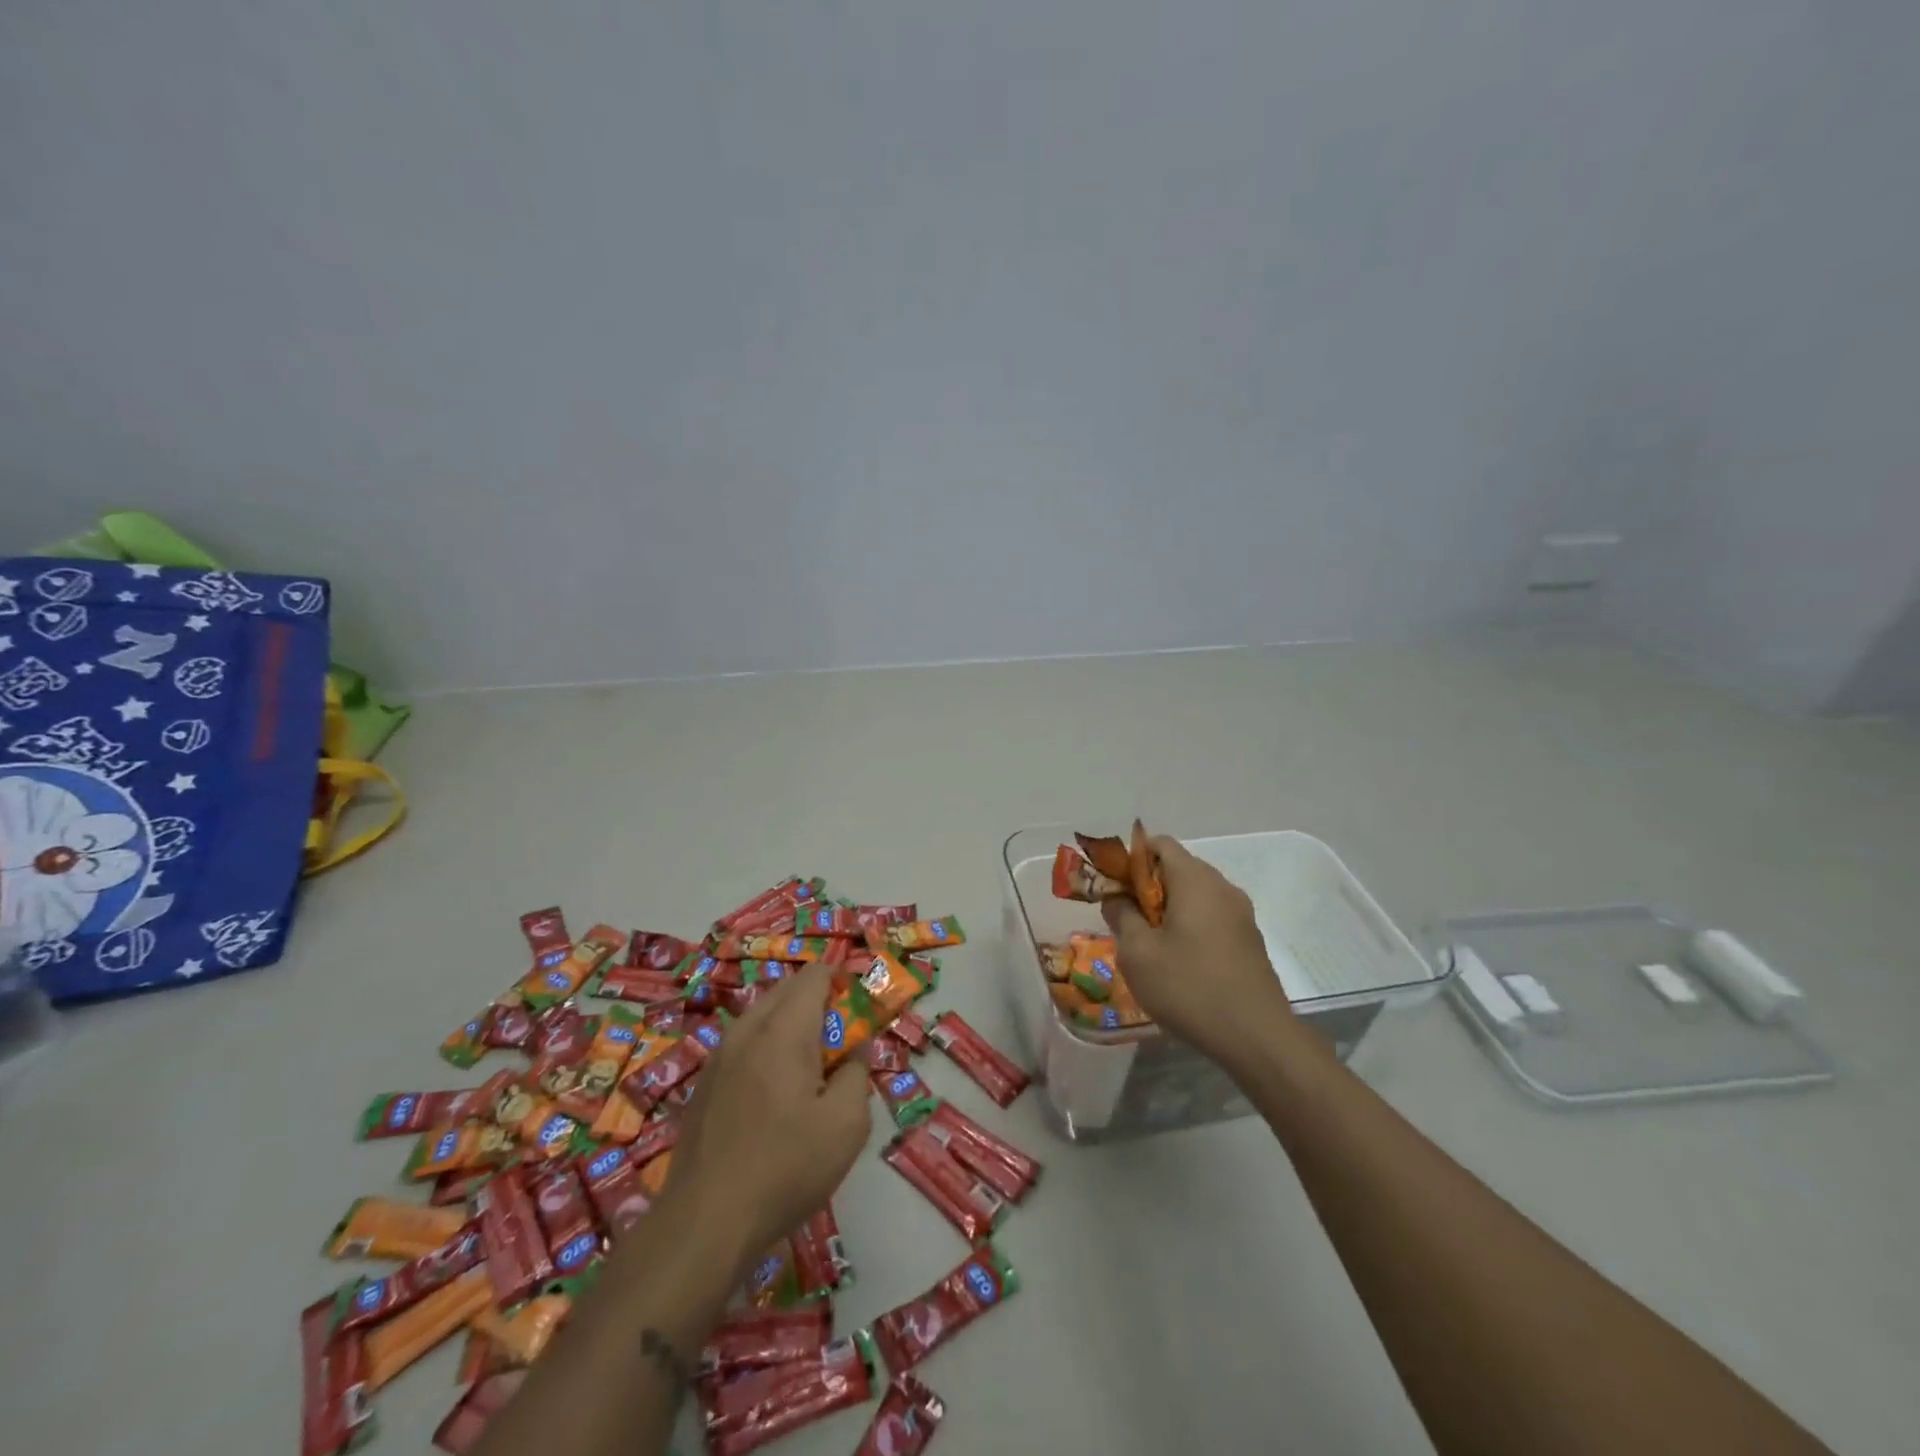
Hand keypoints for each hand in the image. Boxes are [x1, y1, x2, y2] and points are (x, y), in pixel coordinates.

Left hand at [661, 962, 871, 1277]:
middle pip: (787, 990)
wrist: (704, 1224)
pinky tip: (775, 1097)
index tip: (860, 1015)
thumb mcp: (847, 1125)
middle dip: (818, 1003)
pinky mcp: (704, 1084)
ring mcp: (719, 1056)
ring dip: (791, 1027)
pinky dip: (767, 1049)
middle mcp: (747, 1030)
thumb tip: (855, 1051)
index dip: (842, 983)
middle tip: (841, 1044)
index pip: (815, 976)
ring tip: (810, 1072)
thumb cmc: (785, 1169)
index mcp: (783, 1030)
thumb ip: (858, 1073)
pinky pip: (744, 1045)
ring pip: (763, 1017)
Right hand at [1100, 836, 1294, 1060]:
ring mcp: (1241, 914)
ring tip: (1147, 944)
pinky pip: (1210, 917)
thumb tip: (1116, 897)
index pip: (1159, 844)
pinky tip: (1177, 962)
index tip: (1113, 888)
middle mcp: (1222, 887)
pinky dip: (1188, 926)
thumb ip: (1121, 916)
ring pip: (1194, 895)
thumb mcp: (1138, 953)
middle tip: (1124, 918)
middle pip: (1177, 868)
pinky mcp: (1249, 940)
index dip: (1130, 858)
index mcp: (1195, 880)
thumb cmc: (1189, 987)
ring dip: (1166, 909)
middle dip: (1146, 887)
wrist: (1258, 1038)